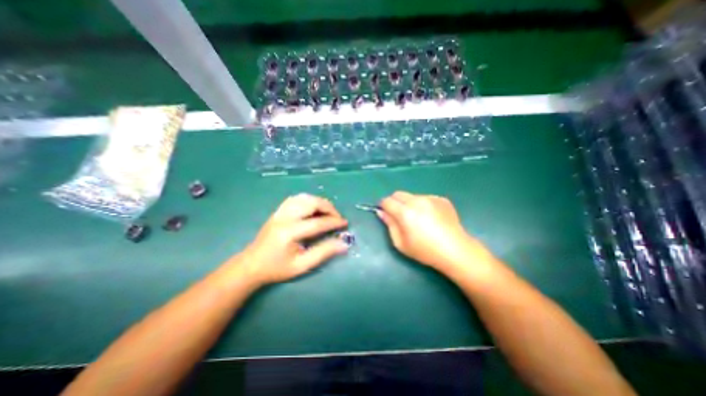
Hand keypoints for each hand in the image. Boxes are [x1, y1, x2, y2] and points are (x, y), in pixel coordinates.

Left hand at [231, 193, 348, 287]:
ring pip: (304, 198)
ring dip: (319, 202)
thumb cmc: (276, 268)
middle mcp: (285, 218)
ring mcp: (280, 212)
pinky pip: (296, 199)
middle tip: (337, 217)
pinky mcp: (278, 211)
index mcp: (290, 232)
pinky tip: (313, 208)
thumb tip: (343, 243)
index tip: (345, 223)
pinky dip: (308, 200)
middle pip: (311, 203)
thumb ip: (323, 253)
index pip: (318, 222)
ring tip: (328, 212)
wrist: (251, 265)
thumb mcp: (302, 265)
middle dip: (329, 208)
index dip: (334, 222)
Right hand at [381, 192, 491, 272]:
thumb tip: (381, 212)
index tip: (386, 213)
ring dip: (409, 204)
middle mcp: (417, 201)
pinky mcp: (441, 199)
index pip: (387, 201)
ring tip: (418, 218)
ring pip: (412, 196)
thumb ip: (389, 225)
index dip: (383, 206)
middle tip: (400, 216)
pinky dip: (423, 205)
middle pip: (398, 194)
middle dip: (395, 202)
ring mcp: (430, 198)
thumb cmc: (425, 251)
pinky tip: (431, 218)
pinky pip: (425, 198)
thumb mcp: (401, 243)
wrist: (455, 250)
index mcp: (405, 212)